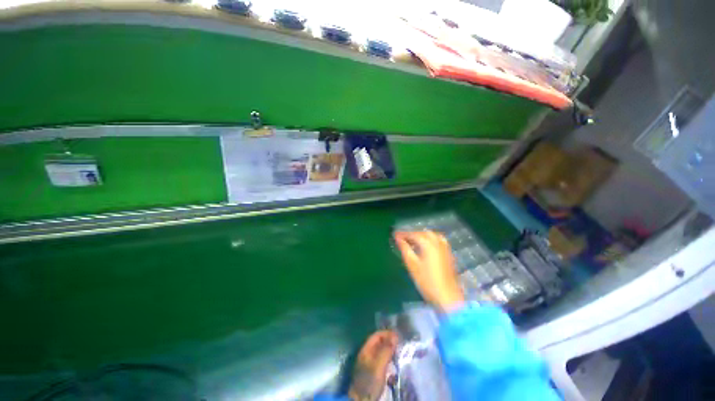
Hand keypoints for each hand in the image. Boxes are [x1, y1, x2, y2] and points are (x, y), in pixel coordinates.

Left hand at [348, 330, 397, 400]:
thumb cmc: (369, 381)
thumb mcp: (379, 364)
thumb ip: (386, 350)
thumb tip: (395, 335)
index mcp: (365, 350)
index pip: (376, 336)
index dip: (386, 334)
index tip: (398, 335)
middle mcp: (367, 355)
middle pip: (379, 344)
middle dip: (389, 343)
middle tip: (401, 345)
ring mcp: (369, 365)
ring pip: (381, 354)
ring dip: (390, 353)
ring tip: (400, 355)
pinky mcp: (373, 375)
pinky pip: (382, 364)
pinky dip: (389, 364)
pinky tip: (395, 368)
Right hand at [394, 231, 464, 312]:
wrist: (447, 297)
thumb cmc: (427, 282)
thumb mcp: (412, 265)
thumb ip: (405, 249)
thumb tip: (398, 239)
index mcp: (428, 245)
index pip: (414, 235)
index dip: (403, 234)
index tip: (394, 235)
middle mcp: (438, 243)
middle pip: (424, 233)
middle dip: (413, 234)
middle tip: (403, 239)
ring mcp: (444, 248)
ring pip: (432, 235)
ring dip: (421, 236)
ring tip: (413, 242)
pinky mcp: (448, 254)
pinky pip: (438, 240)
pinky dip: (430, 239)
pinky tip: (426, 247)